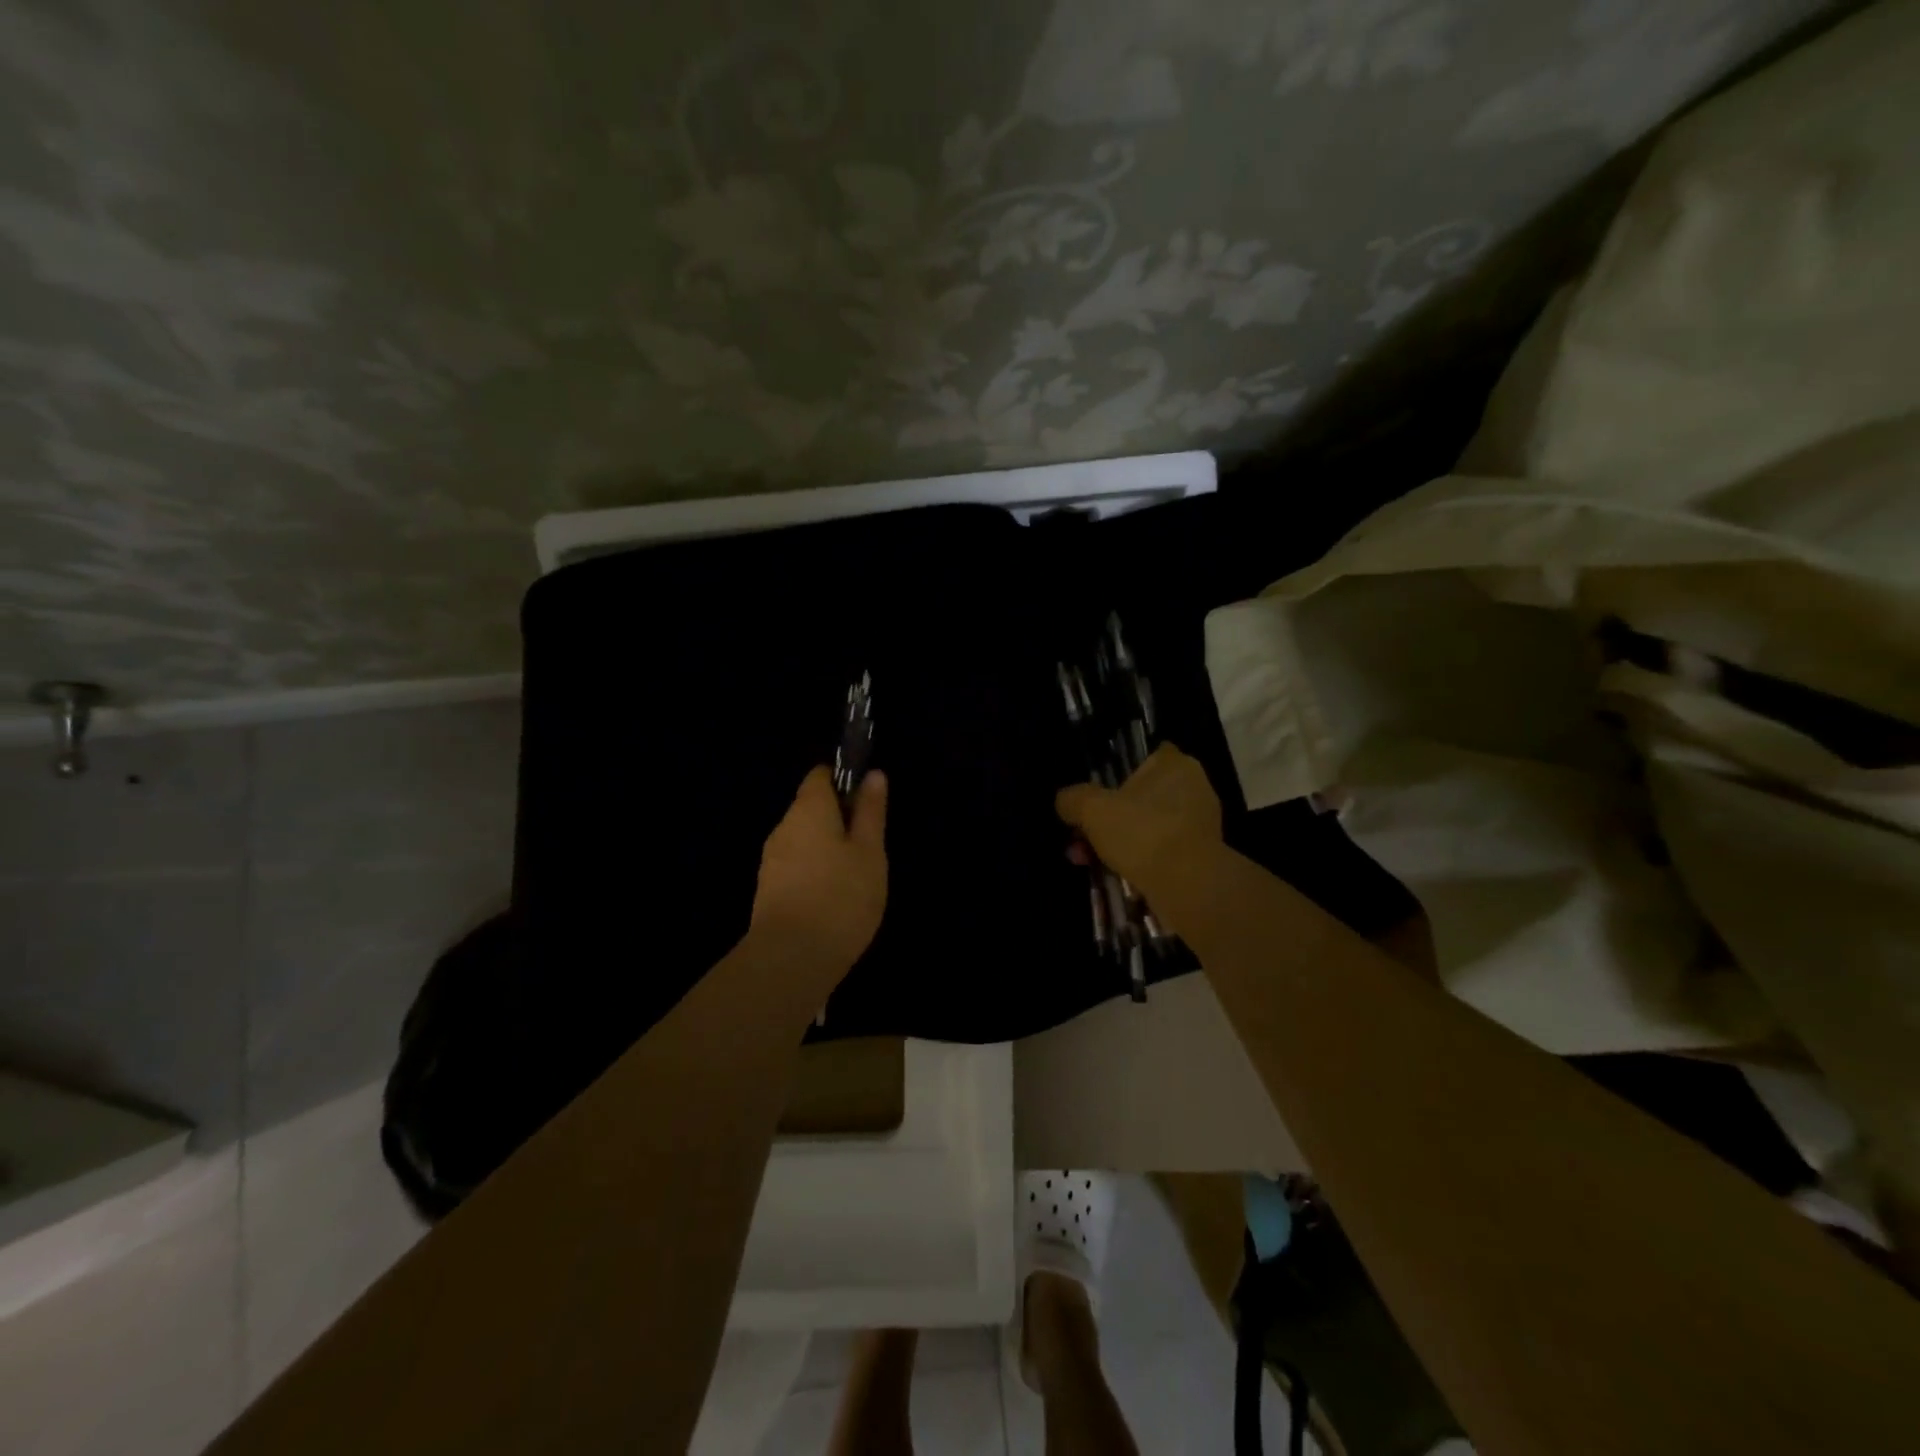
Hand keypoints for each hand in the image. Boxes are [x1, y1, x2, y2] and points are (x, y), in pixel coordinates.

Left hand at [749, 766, 888, 993]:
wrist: (791, 960)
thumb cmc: (841, 897)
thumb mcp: (870, 852)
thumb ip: (871, 812)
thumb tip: (873, 775)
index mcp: (808, 809)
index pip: (820, 776)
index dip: (844, 781)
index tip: (867, 802)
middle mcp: (783, 828)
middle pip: (811, 809)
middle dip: (838, 820)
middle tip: (870, 847)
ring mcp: (771, 861)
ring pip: (803, 841)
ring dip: (827, 850)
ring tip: (855, 878)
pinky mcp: (767, 892)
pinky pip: (796, 869)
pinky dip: (814, 875)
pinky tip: (834, 900)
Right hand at [1056, 744, 1221, 895]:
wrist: (1188, 886)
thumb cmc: (1142, 832)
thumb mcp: (1092, 810)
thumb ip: (1073, 799)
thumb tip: (1065, 801)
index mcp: (1175, 765)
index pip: (1148, 756)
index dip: (1121, 771)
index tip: (1099, 791)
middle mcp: (1194, 788)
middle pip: (1142, 796)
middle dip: (1109, 817)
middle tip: (1082, 836)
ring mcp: (1200, 824)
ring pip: (1148, 826)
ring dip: (1120, 842)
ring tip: (1089, 861)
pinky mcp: (1202, 856)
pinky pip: (1162, 850)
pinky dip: (1140, 860)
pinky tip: (1114, 875)